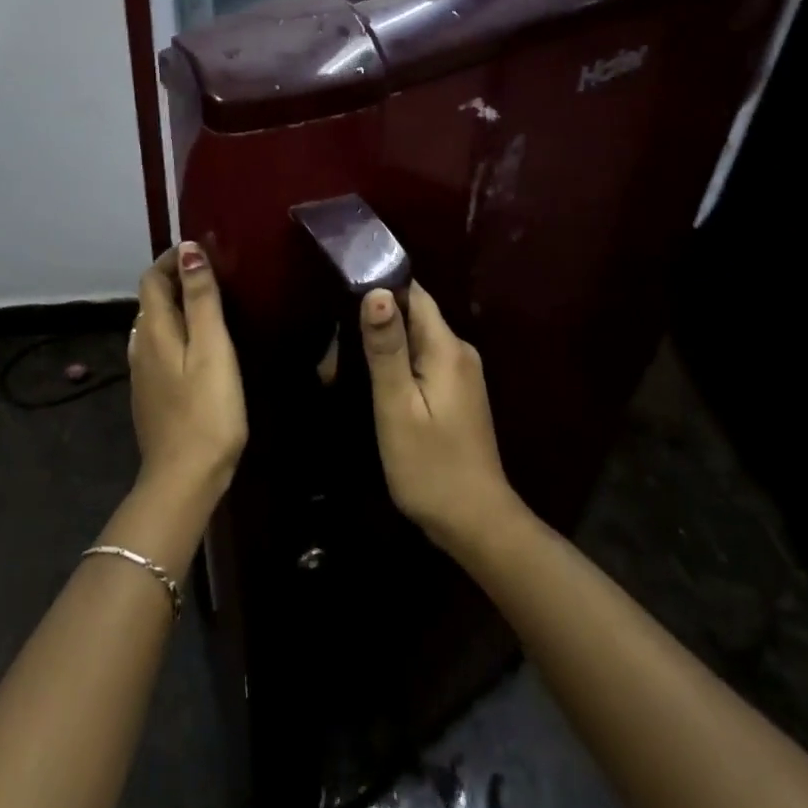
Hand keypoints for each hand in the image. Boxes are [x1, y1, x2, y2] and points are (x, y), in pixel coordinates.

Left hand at [128, 243, 247, 500]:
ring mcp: (143, 374)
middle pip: (152, 300)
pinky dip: (177, 332)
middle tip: (214, 274)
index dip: (172, 259)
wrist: (184, 479)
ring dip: (177, 306)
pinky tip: (200, 346)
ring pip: (155, 325)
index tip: (204, 250)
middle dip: (176, 279)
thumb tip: (188, 249)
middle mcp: (141, 347)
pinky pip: (160, 348)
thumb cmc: (206, 410)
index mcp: (154, 331)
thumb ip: (201, 299)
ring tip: (211, 304)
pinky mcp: (152, 394)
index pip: (152, 279)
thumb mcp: (212, 348)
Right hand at [361, 283, 521, 553]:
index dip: (381, 285)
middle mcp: (459, 351)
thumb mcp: (398, 407)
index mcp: (448, 348)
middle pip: (414, 315)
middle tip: (332, 341)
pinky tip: (372, 379)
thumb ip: (387, 349)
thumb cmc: (430, 466)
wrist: (476, 523)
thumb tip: (377, 291)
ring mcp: (461, 373)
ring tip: (341, 360)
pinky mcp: (457, 393)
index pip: (414, 294)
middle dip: (375, 318)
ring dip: (384, 343)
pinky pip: (423, 360)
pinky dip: (397, 363)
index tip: (342, 289)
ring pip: (416, 338)